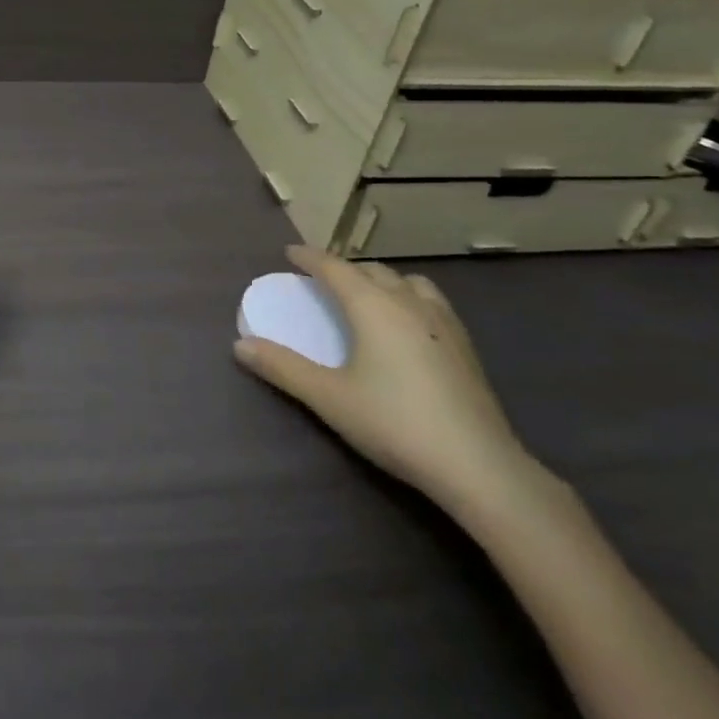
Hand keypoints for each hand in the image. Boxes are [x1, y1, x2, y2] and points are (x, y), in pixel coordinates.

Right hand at [234, 245, 536, 513]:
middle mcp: (409, 303)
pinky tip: (405, 326)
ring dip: (381, 280)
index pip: (336, 268)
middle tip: (322, 279)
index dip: (310, 257)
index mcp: (373, 307)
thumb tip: (240, 345)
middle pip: (372, 270)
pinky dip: (408, 297)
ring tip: (366, 296)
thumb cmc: (394, 423)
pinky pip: (430, 301)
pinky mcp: (464, 346)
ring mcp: (443, 322)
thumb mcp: (328, 397)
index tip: (290, 252)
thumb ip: (282, 368)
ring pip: (407, 282)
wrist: (478, 465)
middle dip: (344, 268)